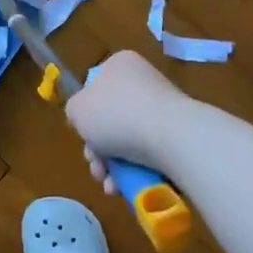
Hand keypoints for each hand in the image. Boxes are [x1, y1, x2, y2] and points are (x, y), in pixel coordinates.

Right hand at [65, 49, 186, 194]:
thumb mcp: (77, 109)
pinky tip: (126, 188)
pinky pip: (148, 153)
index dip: (85, 115)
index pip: (95, 87)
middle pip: (110, 119)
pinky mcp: (178, 134)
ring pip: (127, 141)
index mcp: (120, 65)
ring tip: (110, 185)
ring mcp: (163, 108)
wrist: (171, 137)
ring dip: (113, 166)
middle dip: (98, 149)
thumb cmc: (117, 115)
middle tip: (96, 166)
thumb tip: (85, 119)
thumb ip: (75, 111)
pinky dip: (134, 171)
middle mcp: (143, 81)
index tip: (82, 135)